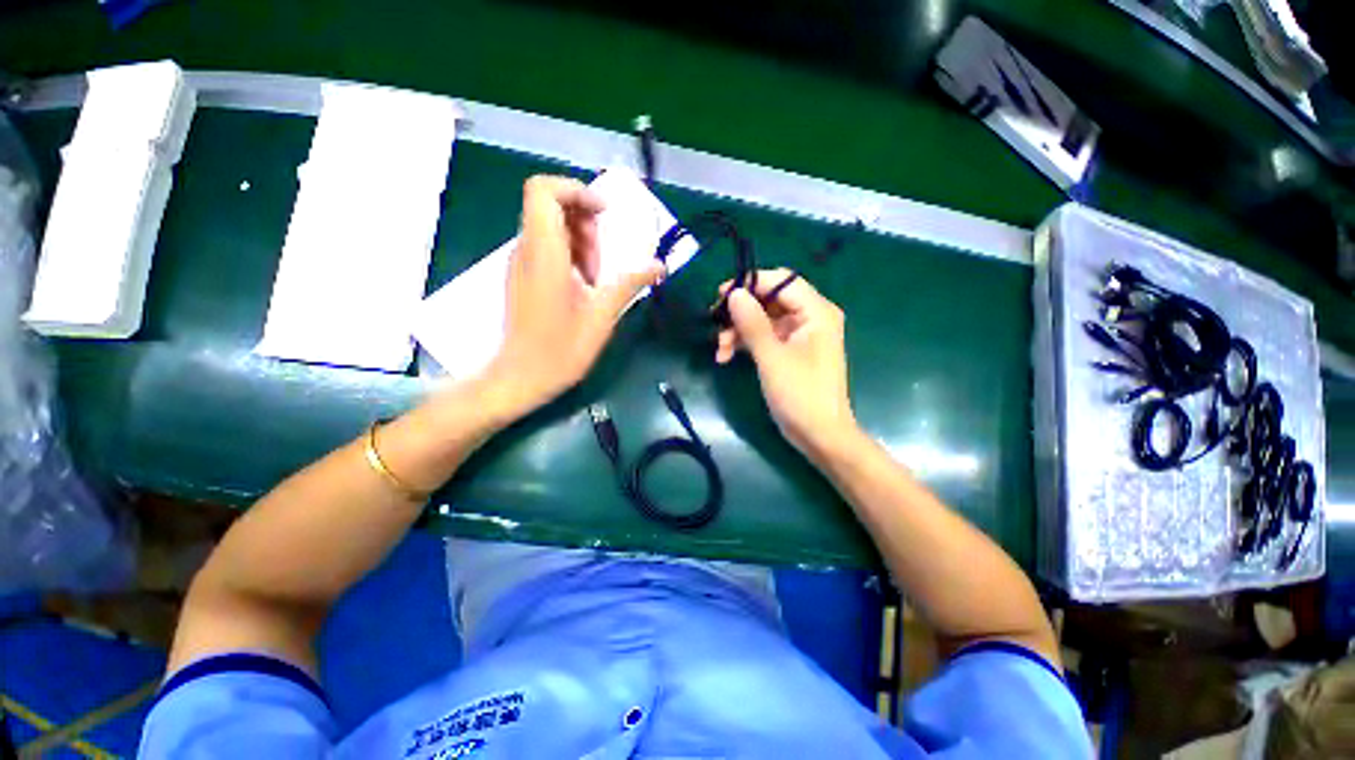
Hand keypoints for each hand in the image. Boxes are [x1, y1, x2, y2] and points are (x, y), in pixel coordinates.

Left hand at [486, 176, 663, 414]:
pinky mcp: (521, 276)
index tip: (603, 215)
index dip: (576, 191)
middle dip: (584, 223)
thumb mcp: (602, 317)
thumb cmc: (560, 351)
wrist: (519, 378)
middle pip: (551, 205)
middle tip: (602, 262)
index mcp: (544, 255)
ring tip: (595, 280)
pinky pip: (545, 247)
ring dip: (580, 242)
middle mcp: (526, 250)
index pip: (544, 191)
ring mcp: (520, 263)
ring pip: (549, 226)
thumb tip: (660, 266)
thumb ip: (629, 284)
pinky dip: (568, 254)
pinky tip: (582, 287)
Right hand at [715, 270, 857, 456]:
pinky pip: (764, 336)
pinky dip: (746, 344)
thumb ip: (753, 323)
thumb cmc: (800, 395)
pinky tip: (726, 357)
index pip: (781, 281)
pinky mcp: (790, 351)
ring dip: (739, 331)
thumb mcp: (772, 358)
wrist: (819, 435)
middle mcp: (810, 317)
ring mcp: (800, 335)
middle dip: (740, 313)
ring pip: (763, 319)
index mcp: (816, 312)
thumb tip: (734, 293)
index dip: (750, 284)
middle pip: (769, 300)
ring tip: (719, 350)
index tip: (721, 296)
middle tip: (715, 324)